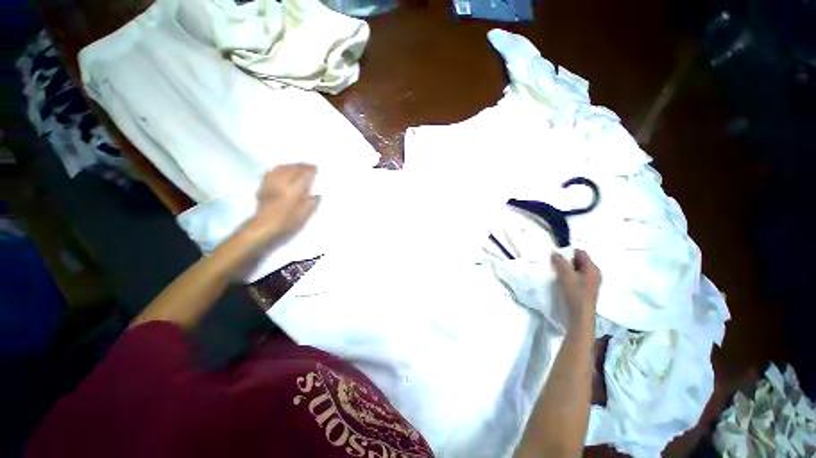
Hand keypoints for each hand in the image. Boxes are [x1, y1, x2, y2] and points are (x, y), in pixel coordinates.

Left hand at [235, 164, 318, 253]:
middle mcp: (282, 184)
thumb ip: (311, 203)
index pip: (304, 175)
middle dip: (302, 166)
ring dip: (291, 165)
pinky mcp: (264, 186)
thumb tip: (317, 194)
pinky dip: (280, 169)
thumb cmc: (286, 222)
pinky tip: (283, 170)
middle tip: (310, 166)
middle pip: (292, 169)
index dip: (311, 170)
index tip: (317, 169)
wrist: (263, 227)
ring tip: (298, 166)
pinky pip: (273, 172)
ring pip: (282, 168)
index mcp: (294, 191)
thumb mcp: (304, 215)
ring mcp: (271, 184)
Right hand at [551, 249, 600, 329]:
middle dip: (567, 261)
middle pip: (579, 261)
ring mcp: (591, 282)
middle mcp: (594, 273)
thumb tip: (554, 253)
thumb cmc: (576, 293)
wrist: (581, 314)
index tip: (557, 256)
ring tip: (557, 273)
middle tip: (556, 264)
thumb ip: (560, 262)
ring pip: (577, 269)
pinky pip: (577, 277)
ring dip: (567, 269)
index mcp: (592, 268)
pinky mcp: (586, 289)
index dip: (568, 252)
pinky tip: (562, 281)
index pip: (581, 253)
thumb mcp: (566, 275)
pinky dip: (569, 276)